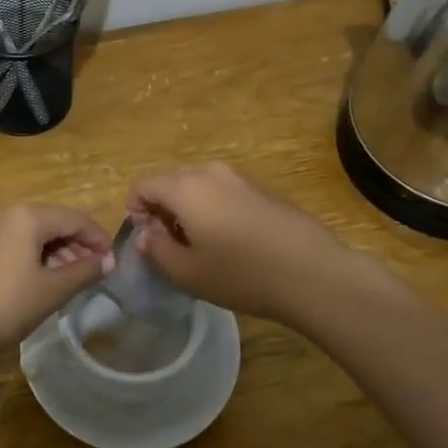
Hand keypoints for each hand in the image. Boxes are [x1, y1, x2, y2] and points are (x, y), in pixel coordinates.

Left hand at [0, 205, 114, 367]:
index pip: (76, 219)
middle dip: (80, 245)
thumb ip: (85, 271)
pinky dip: (40, 258)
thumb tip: (109, 261)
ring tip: (75, 280)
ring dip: (61, 252)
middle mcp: (10, 215)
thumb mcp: (53, 290)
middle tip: (97, 273)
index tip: (115, 263)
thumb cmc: (7, 305)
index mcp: (29, 216)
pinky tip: (46, 281)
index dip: (99, 239)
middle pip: (56, 223)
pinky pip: (20, 244)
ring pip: (38, 234)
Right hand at [126, 162, 383, 325]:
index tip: (148, 240)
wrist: (312, 272)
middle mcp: (210, 172)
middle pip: (170, 182)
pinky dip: (214, 211)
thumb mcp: (187, 272)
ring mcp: (239, 178)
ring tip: (202, 248)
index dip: (135, 211)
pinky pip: (223, 193)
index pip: (143, 185)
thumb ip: (157, 249)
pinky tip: (232, 244)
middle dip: (162, 211)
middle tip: (171, 247)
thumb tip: (146, 234)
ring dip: (189, 211)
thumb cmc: (241, 274)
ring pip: (198, 188)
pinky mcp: (262, 190)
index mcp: (185, 187)